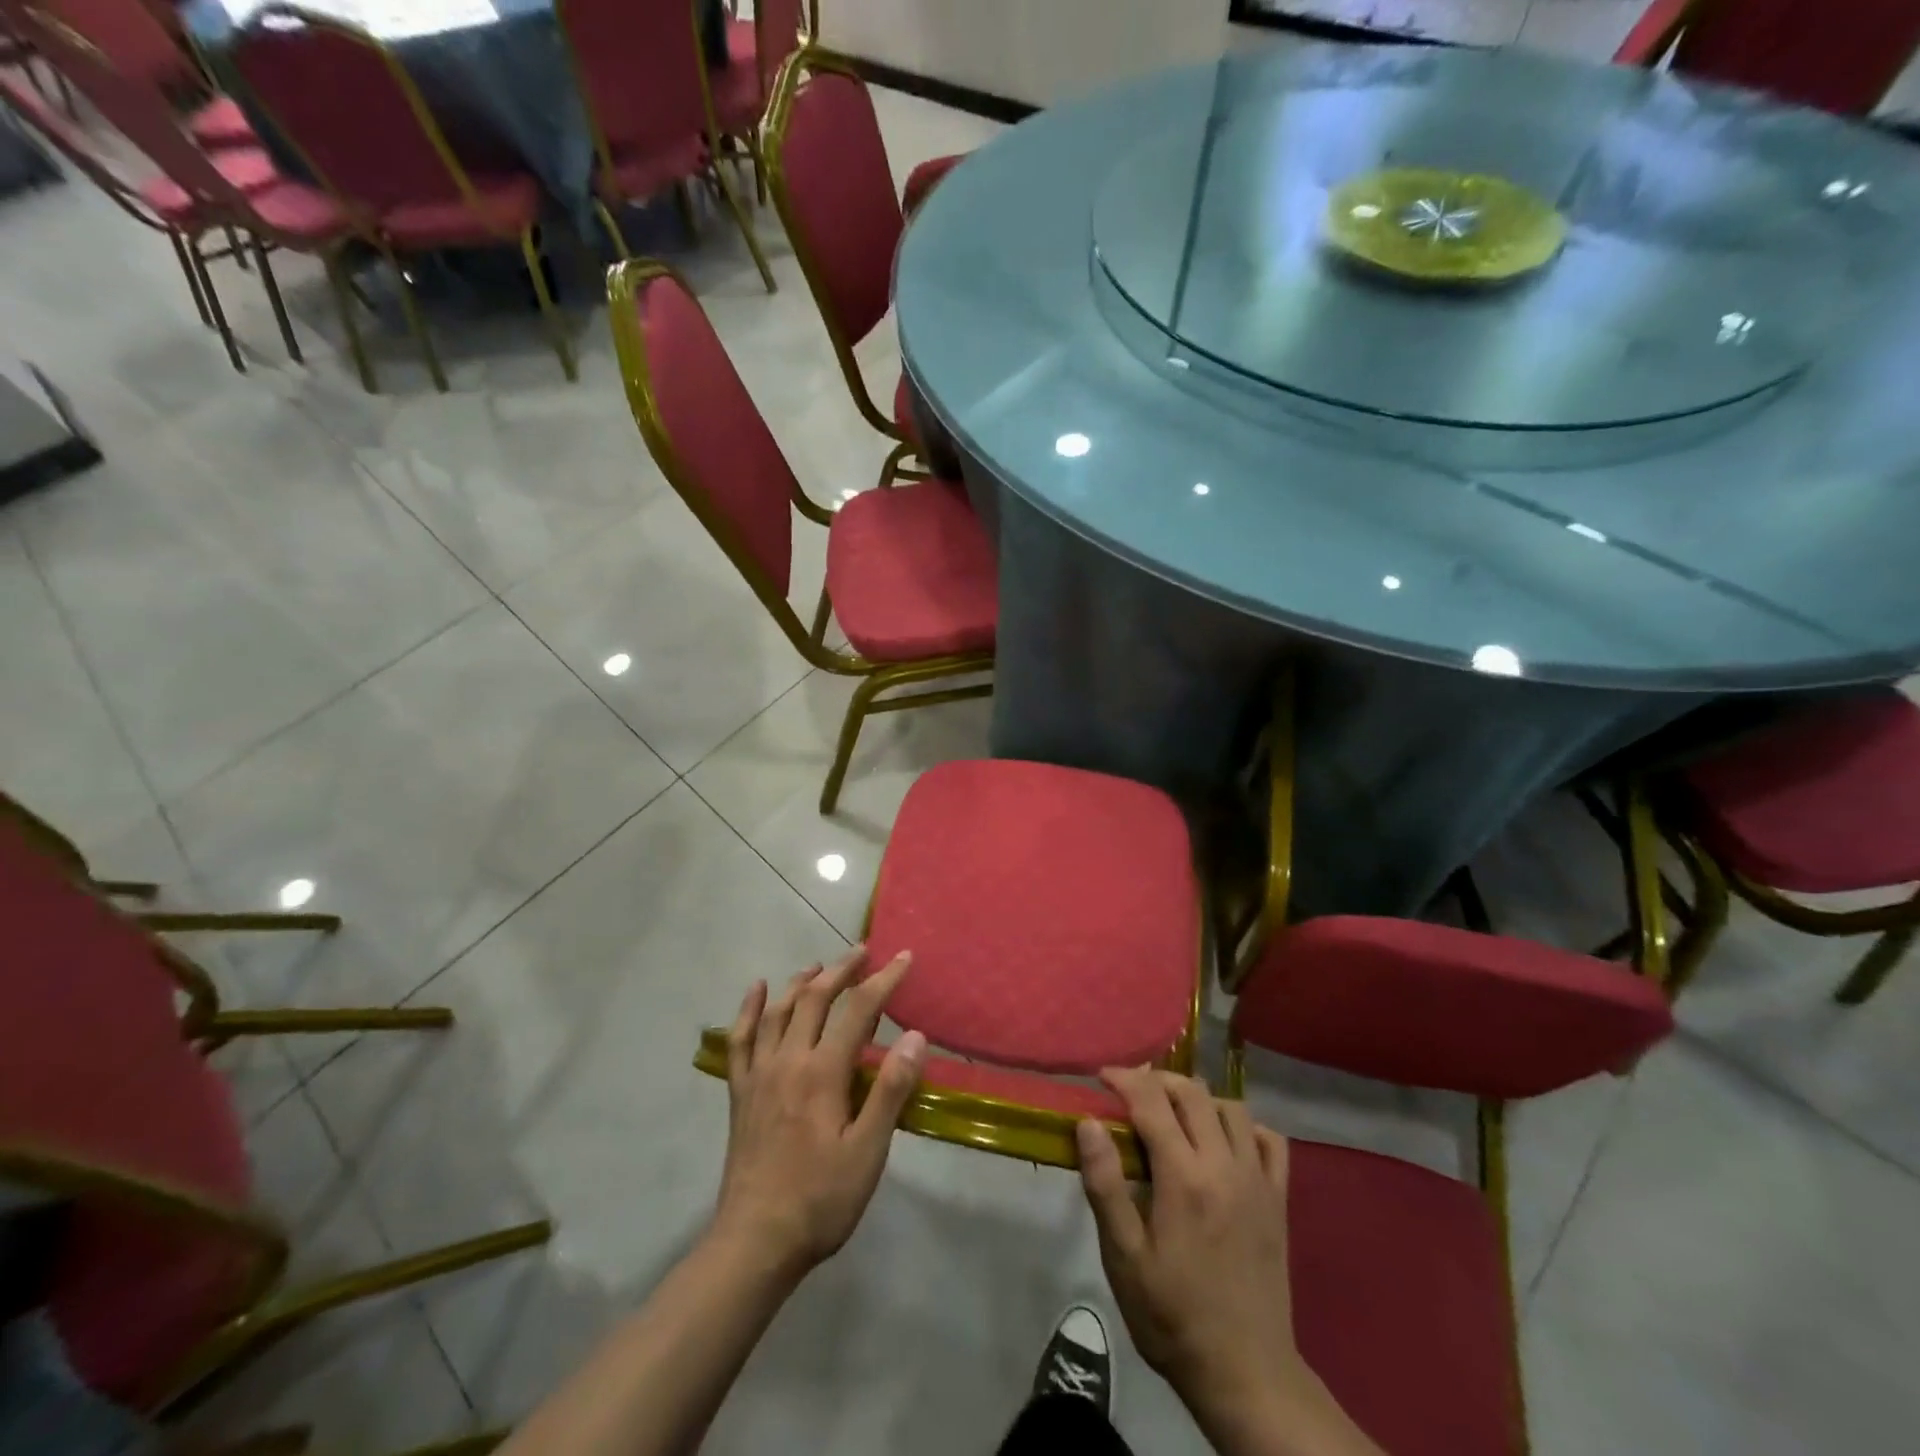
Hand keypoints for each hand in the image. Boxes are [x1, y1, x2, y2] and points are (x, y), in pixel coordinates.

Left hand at [713, 947, 926, 1280]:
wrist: (755, 1242)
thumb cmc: (821, 1199)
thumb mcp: (868, 1151)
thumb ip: (891, 1090)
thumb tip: (916, 1037)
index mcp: (823, 1072)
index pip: (859, 1010)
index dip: (884, 980)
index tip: (904, 957)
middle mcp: (788, 1060)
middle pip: (815, 999)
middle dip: (842, 970)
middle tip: (863, 952)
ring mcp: (759, 1074)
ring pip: (779, 1011)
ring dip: (801, 981)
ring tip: (820, 966)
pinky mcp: (740, 1092)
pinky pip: (741, 1039)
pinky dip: (749, 1008)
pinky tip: (757, 989)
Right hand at [1076, 1069, 1300, 1425]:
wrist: (1245, 1374)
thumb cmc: (1171, 1316)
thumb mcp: (1123, 1258)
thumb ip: (1105, 1184)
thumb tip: (1089, 1122)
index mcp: (1183, 1177)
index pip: (1152, 1100)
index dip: (1125, 1079)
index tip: (1102, 1077)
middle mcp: (1224, 1165)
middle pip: (1193, 1092)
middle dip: (1158, 1080)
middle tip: (1131, 1093)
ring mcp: (1258, 1180)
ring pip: (1231, 1108)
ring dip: (1198, 1099)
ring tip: (1173, 1113)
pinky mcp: (1279, 1200)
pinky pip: (1269, 1140)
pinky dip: (1245, 1126)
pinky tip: (1224, 1141)